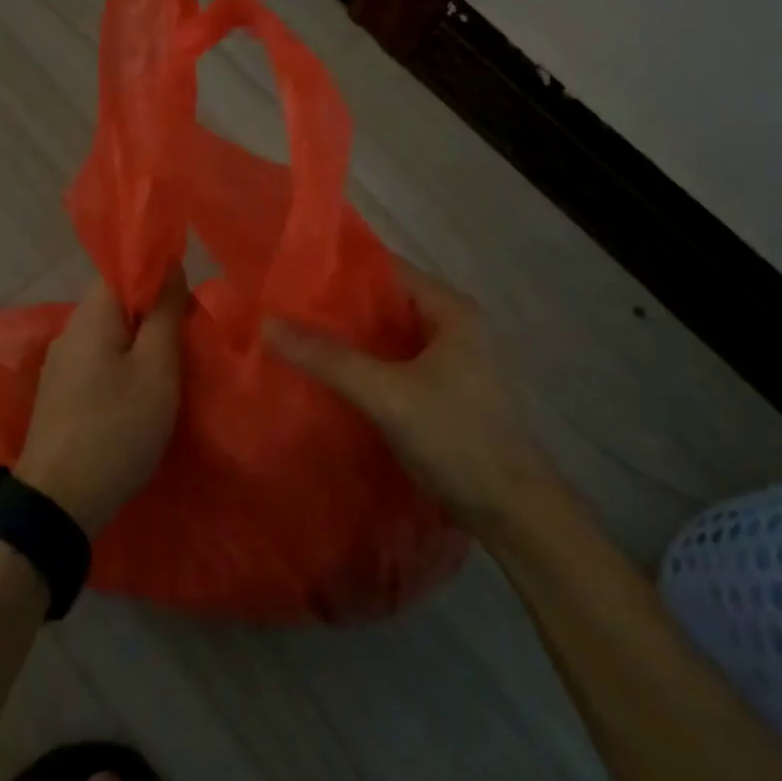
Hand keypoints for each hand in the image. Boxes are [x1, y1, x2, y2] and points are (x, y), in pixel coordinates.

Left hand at [15, 273, 186, 534]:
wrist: (59, 501)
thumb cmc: (117, 428)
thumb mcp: (156, 369)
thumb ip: (164, 313)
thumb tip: (170, 267)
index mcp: (90, 316)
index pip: (122, 271)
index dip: (158, 275)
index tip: (189, 296)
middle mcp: (69, 332)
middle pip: (116, 304)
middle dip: (154, 312)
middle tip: (189, 334)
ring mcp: (61, 365)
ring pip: (109, 336)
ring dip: (141, 342)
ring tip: (173, 364)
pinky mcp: (61, 394)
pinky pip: (99, 362)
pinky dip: (124, 366)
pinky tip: (142, 390)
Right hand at [264, 262, 551, 530]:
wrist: (513, 511)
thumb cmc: (457, 438)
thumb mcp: (387, 395)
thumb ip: (329, 358)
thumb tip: (268, 322)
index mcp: (450, 309)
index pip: (387, 269)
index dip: (340, 269)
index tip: (292, 275)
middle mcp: (453, 326)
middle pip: (385, 303)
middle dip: (338, 307)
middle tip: (284, 308)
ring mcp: (451, 360)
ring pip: (388, 337)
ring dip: (349, 339)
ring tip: (296, 337)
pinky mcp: (444, 392)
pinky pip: (394, 364)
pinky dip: (364, 365)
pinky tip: (329, 375)